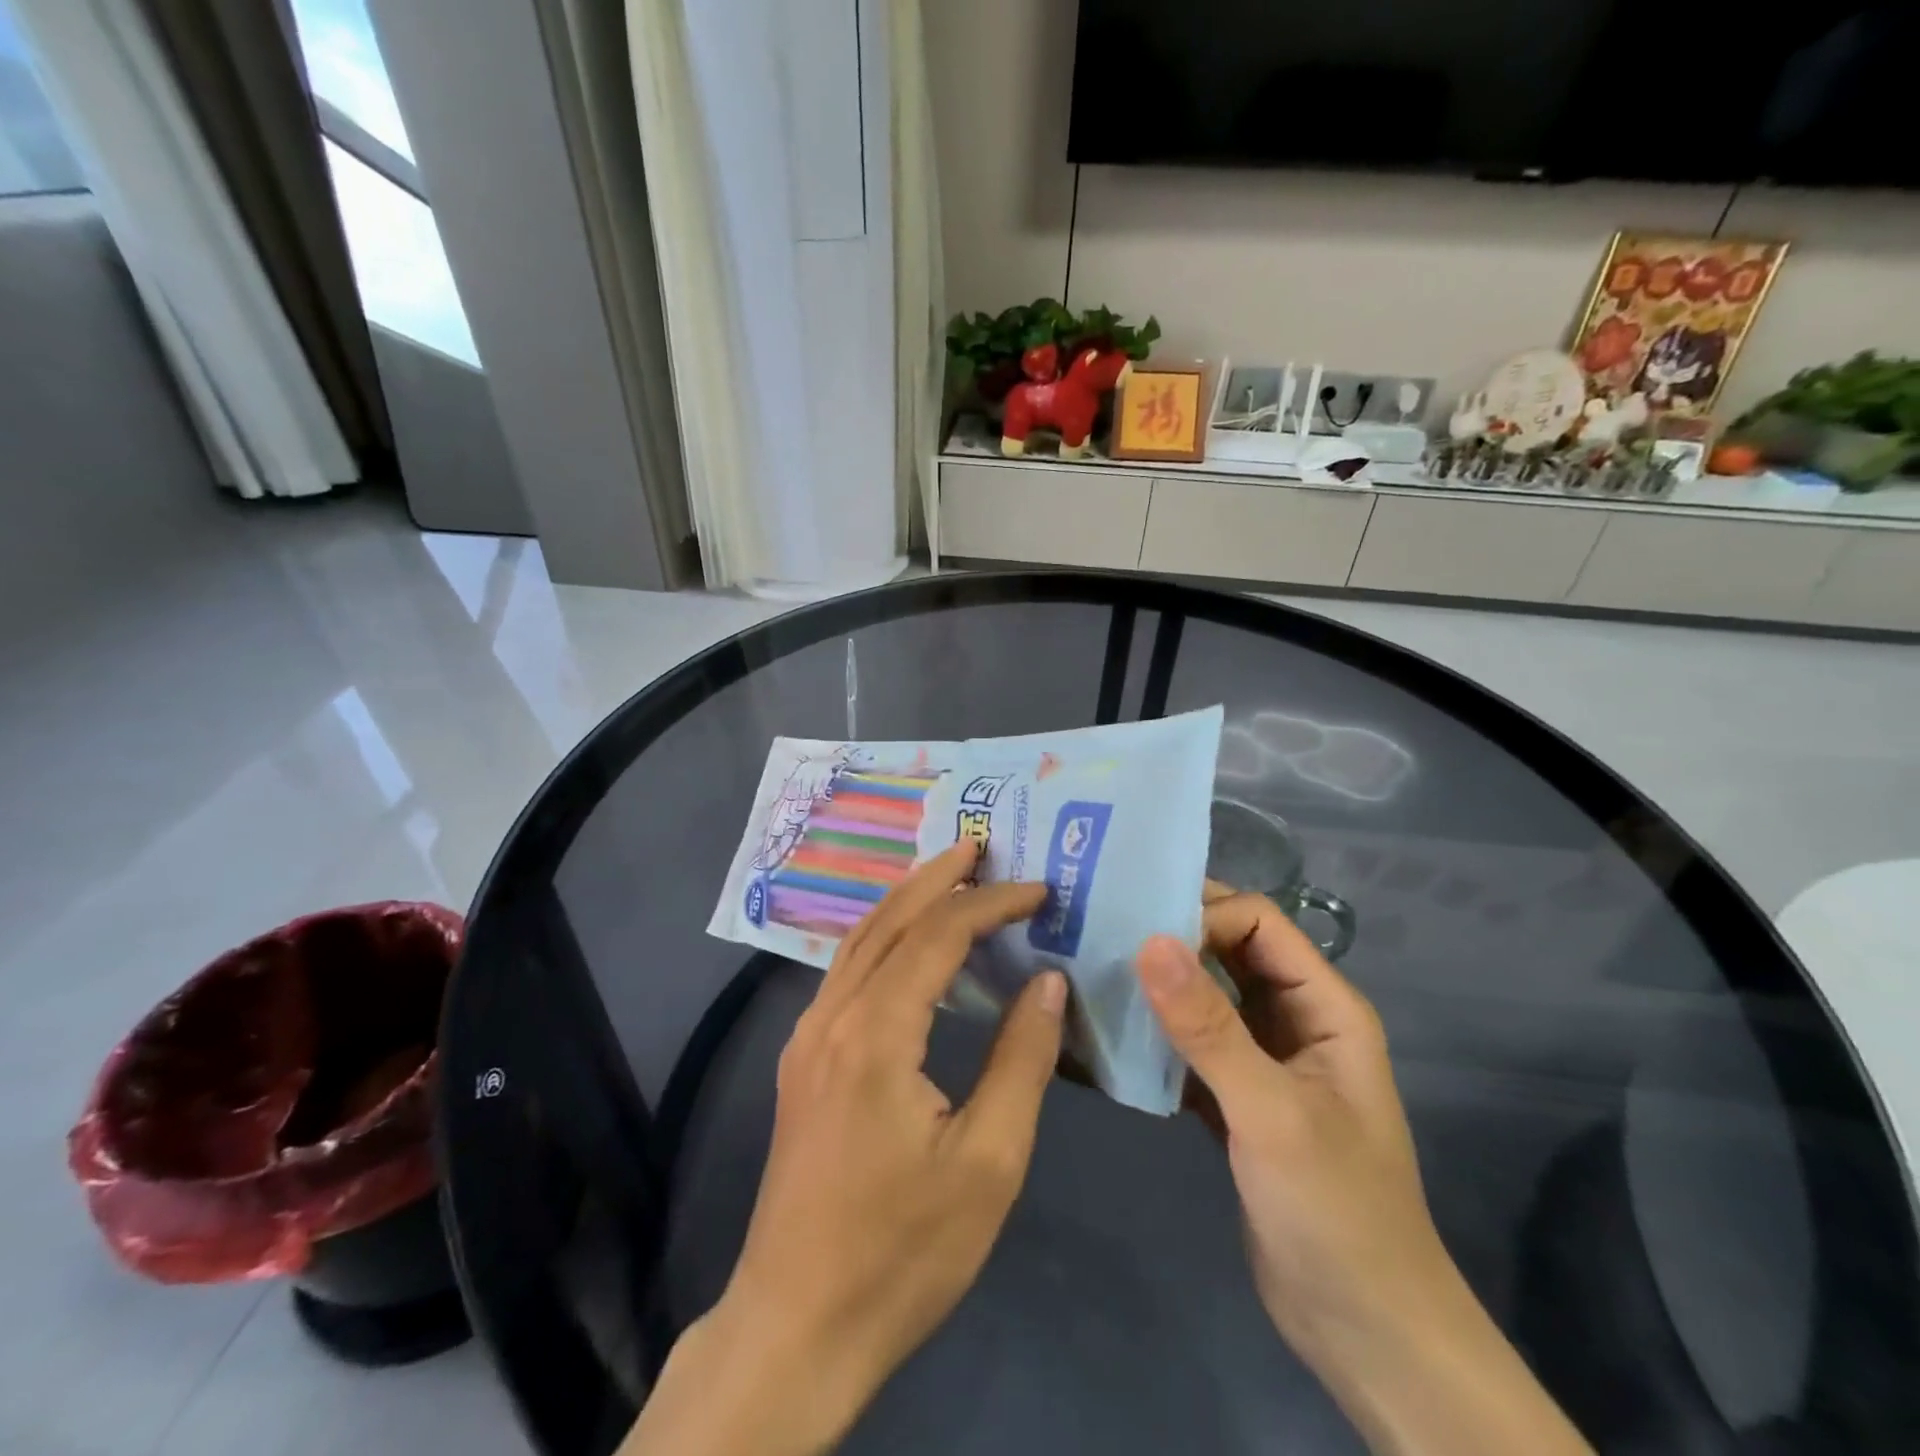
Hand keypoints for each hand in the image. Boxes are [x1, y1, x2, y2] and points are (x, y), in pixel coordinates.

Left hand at [625, 842, 1064, 1455]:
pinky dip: (884, 936)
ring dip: (907, 900)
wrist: (797, 1323)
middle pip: (890, 920)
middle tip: (982, 846)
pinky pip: (846, 971)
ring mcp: (808, 1036)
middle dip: (939, 877)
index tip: (1038, 888)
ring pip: (860, 940)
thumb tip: (1046, 979)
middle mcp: (832, 1016)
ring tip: (950, 874)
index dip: (990, 903)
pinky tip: (908, 943)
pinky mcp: (802, 1059)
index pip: (939, 935)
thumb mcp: (989, 1162)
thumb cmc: (903, 1250)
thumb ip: (1021, 1059)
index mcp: (876, 1033)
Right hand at [1138, 887, 1444, 1355]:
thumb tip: (1148, 940)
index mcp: (1324, 1005)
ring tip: (1095, 971)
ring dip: (1159, 985)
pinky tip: (1110, 1032)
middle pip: (1229, 951)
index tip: (1138, 935)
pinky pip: (1192, 1044)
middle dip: (1174, 938)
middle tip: (1102, 932)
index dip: (1203, 916)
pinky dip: (1157, 1034)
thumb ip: (1208, 1026)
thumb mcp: (1270, 1112)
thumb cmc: (1334, 1211)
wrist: (1364, 1332)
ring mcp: (1265, 1059)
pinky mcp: (1237, 1097)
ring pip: (1207, 996)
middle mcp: (1295, 1019)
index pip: (1258, 922)